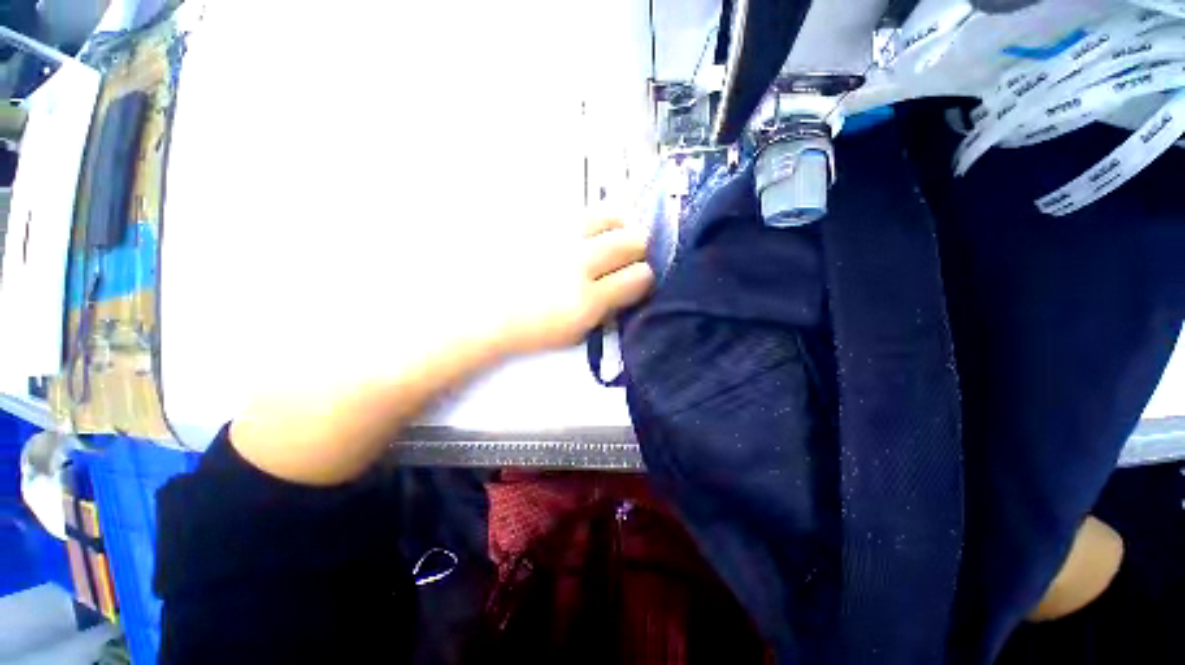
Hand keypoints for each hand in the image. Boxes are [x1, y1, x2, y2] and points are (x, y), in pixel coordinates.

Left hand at [490, 217, 653, 354]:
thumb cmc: (532, 328)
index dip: (645, 278)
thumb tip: (631, 287)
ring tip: (612, 237)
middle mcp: (578, 262)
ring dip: (620, 227)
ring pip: (611, 215)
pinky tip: (585, 233)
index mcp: (587, 299)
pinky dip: (594, 221)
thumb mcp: (577, 332)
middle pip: (633, 240)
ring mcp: (559, 236)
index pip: (640, 276)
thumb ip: (609, 310)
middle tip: (630, 257)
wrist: (484, 309)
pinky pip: (582, 211)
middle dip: (639, 249)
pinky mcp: (542, 221)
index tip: (638, 280)